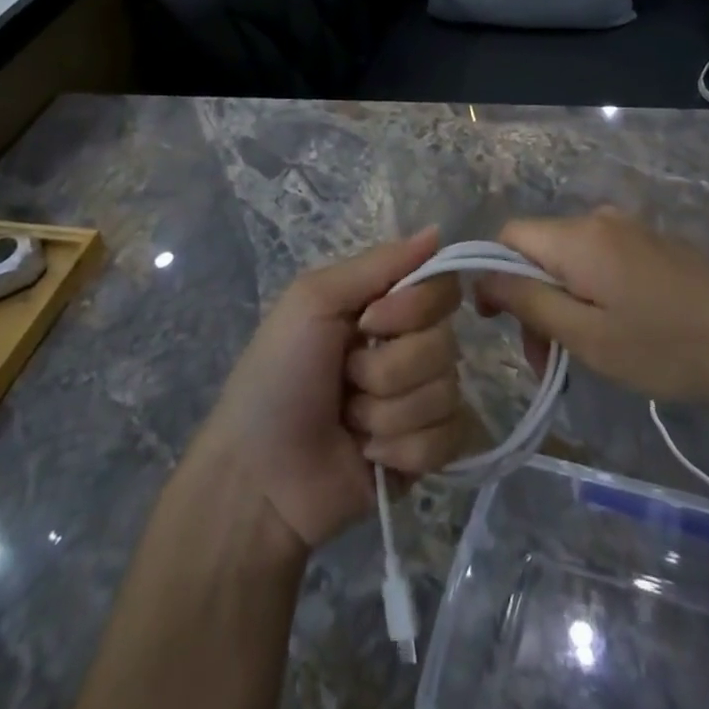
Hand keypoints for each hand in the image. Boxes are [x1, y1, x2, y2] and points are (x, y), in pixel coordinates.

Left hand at [200, 227, 469, 549]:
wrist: (258, 478)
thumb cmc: (278, 376)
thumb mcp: (313, 301)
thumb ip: (378, 264)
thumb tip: (438, 230)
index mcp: (386, 307)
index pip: (443, 288)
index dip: (414, 308)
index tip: (369, 321)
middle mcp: (411, 347)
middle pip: (446, 343)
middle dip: (389, 369)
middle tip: (346, 380)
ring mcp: (421, 401)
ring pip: (446, 392)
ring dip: (388, 412)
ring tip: (350, 421)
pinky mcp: (428, 453)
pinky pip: (450, 438)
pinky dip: (404, 449)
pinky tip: (369, 455)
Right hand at [477, 208, 708, 411]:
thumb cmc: (666, 347)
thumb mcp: (587, 337)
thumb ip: (528, 301)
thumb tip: (482, 277)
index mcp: (577, 237)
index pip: (508, 236)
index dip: (492, 275)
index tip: (500, 325)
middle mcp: (598, 219)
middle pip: (538, 250)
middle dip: (530, 299)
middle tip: (546, 361)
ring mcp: (629, 229)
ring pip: (569, 258)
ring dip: (560, 302)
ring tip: (582, 355)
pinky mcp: (652, 244)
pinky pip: (599, 260)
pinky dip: (590, 293)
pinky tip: (615, 332)